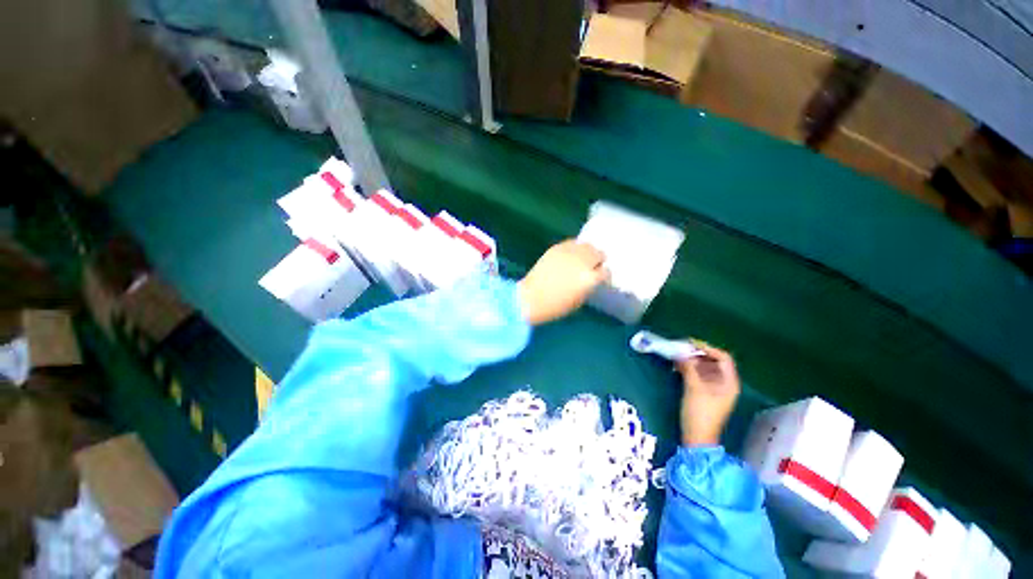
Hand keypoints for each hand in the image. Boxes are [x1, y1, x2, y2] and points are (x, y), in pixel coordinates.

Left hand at [517, 240, 608, 325]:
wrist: (531, 297)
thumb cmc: (556, 306)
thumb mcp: (580, 300)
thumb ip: (589, 285)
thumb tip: (593, 277)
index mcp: (590, 278)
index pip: (606, 272)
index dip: (604, 276)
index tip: (600, 279)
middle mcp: (583, 262)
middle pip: (599, 254)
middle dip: (597, 261)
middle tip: (591, 268)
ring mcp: (569, 252)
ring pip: (587, 246)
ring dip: (587, 253)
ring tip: (581, 260)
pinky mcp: (557, 248)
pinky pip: (572, 243)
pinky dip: (574, 249)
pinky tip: (570, 256)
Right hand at [676, 343, 740, 446]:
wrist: (697, 437)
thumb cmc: (700, 412)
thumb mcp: (694, 387)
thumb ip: (688, 367)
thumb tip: (680, 352)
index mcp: (729, 382)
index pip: (723, 358)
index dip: (707, 348)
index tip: (690, 344)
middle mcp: (725, 384)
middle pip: (713, 362)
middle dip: (697, 354)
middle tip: (680, 348)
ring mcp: (715, 389)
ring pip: (705, 368)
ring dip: (692, 361)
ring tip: (676, 356)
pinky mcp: (705, 393)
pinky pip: (699, 375)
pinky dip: (690, 369)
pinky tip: (678, 367)